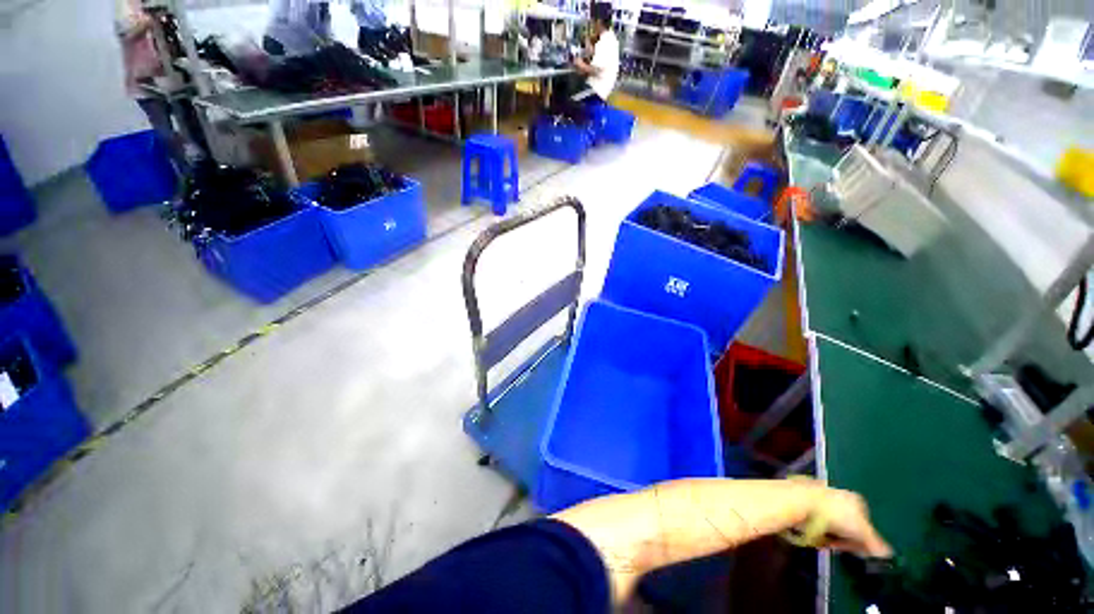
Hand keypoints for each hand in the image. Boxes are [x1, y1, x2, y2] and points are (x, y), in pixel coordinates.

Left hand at [807, 488, 892, 557]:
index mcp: (857, 500)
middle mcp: (841, 495)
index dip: (863, 540)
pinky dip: (817, 528)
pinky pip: (817, 519)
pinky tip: (814, 535)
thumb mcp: (862, 531)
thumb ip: (875, 543)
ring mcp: (823, 496)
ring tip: (825, 542)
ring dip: (831, 536)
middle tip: (838, 547)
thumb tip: (888, 553)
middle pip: (848, 524)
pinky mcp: (806, 499)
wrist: (802, 500)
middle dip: (845, 538)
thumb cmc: (836, 515)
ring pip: (832, 523)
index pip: (866, 523)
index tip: (857, 551)